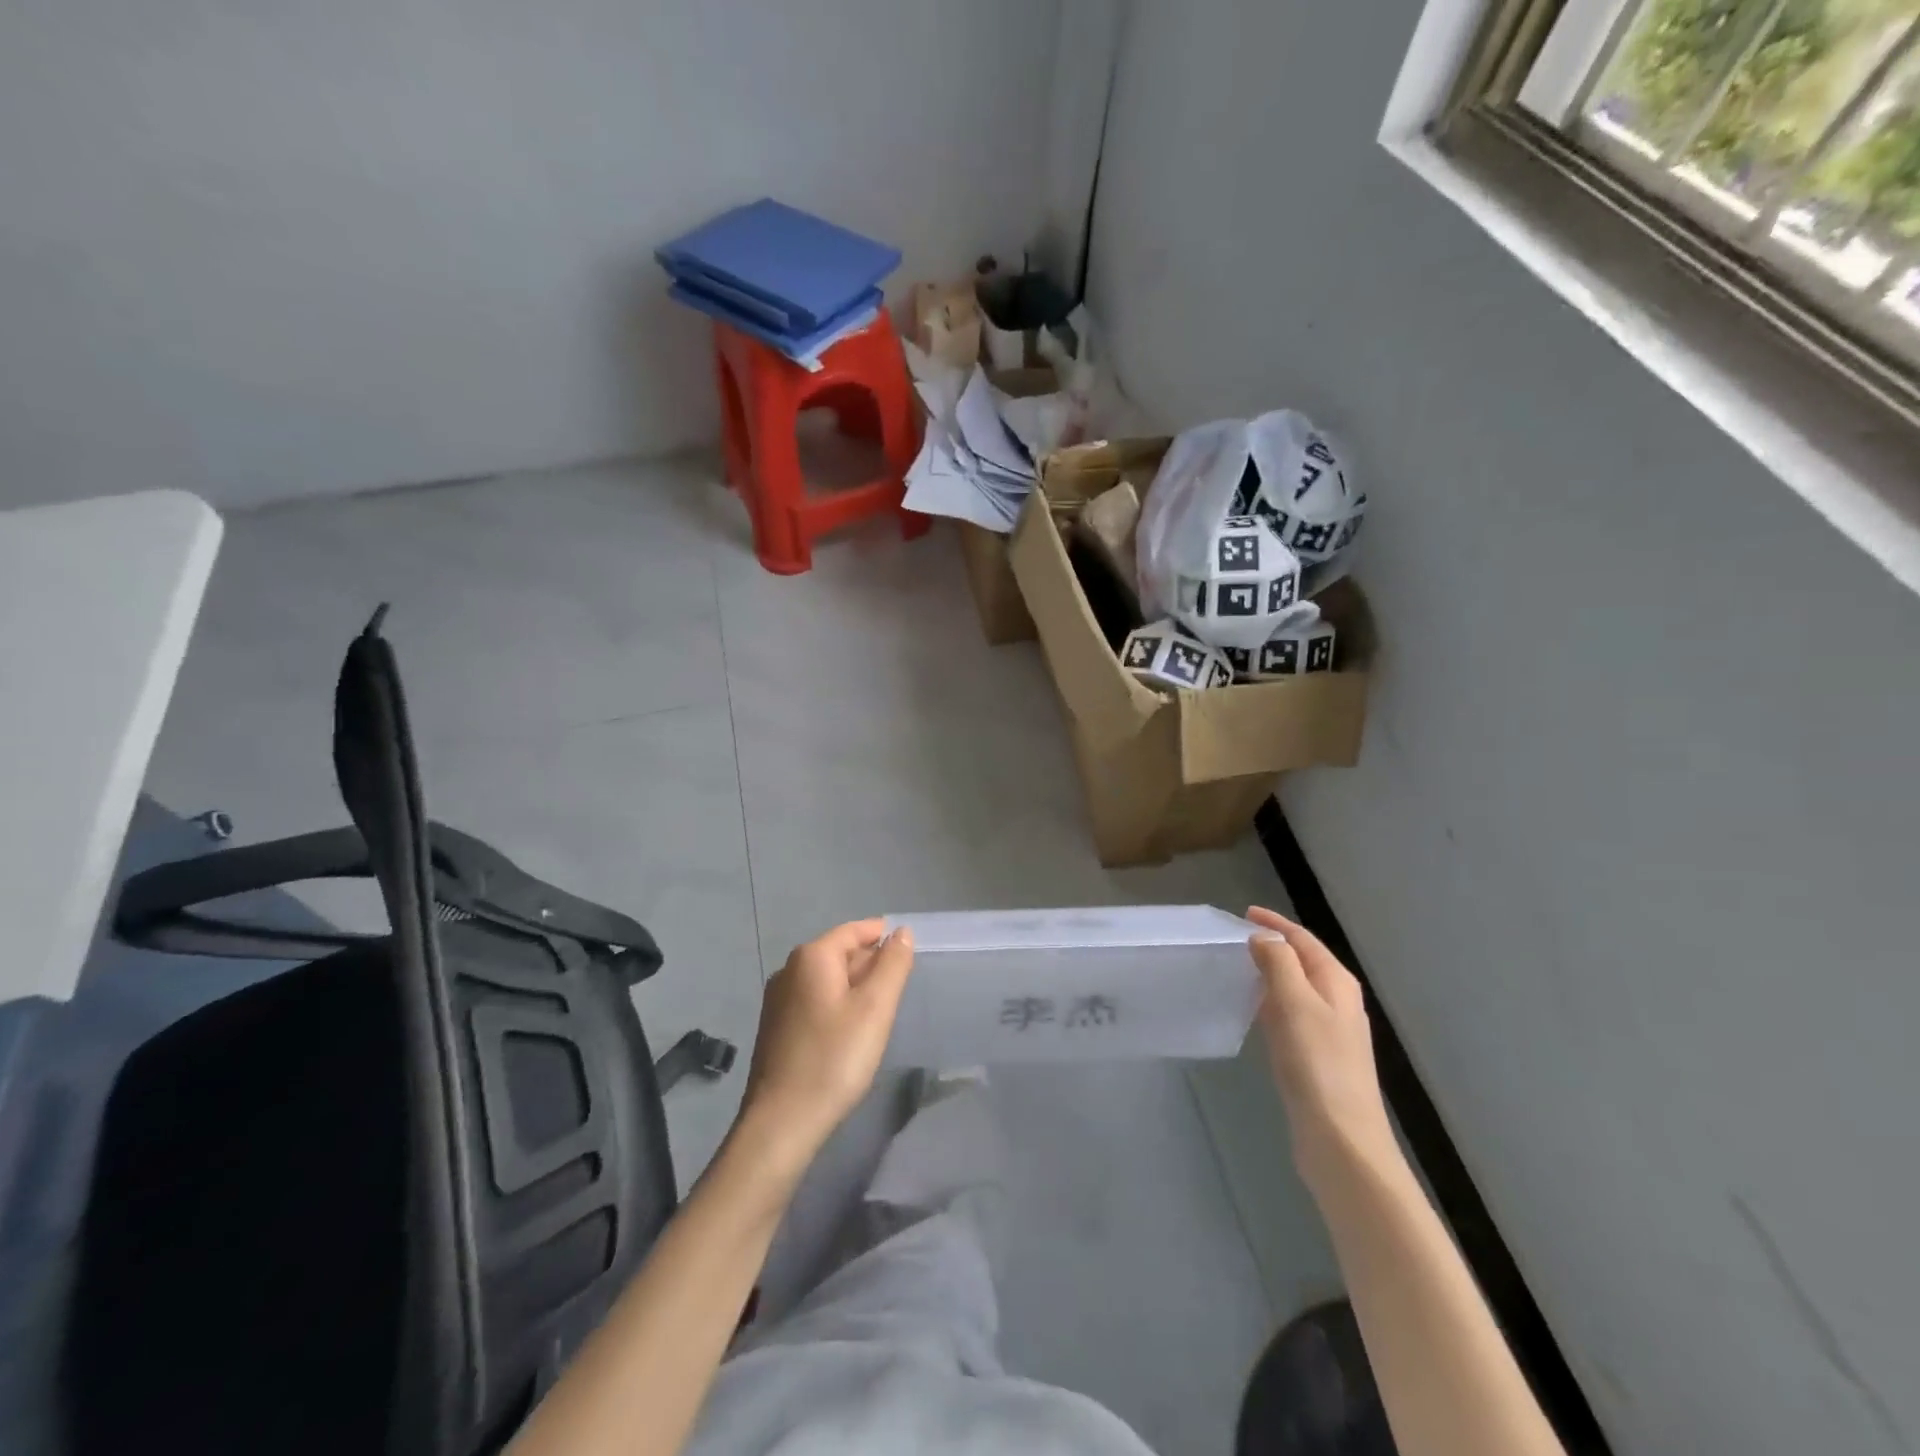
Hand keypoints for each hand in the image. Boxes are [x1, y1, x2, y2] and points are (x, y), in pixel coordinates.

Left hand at [738, 920, 914, 1161]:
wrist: (782, 1122)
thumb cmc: (834, 1058)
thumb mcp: (875, 1008)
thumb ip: (893, 965)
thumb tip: (902, 932)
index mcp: (812, 957)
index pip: (853, 930)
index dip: (882, 935)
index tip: (907, 949)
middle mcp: (789, 971)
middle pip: (839, 953)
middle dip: (870, 963)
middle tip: (899, 986)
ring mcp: (778, 1001)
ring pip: (827, 980)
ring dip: (855, 987)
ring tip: (881, 1010)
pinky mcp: (776, 1028)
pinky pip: (814, 1002)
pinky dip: (837, 1005)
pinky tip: (851, 1032)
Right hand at [1246, 907, 1396, 1184]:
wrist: (1340, 1138)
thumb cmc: (1316, 1063)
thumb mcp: (1294, 1003)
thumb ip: (1279, 962)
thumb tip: (1264, 938)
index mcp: (1336, 983)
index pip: (1303, 940)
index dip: (1275, 923)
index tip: (1243, 914)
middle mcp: (1338, 1002)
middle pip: (1303, 962)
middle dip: (1272, 946)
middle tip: (1234, 941)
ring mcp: (1330, 1032)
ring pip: (1296, 989)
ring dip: (1270, 974)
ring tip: (1237, 969)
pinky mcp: (1317, 1058)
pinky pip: (1290, 1015)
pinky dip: (1271, 1003)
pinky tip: (1253, 1013)